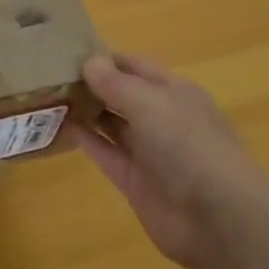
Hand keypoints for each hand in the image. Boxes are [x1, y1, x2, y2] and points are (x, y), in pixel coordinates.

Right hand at [70, 52, 268, 268]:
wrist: (218, 217)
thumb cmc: (188, 144)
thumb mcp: (151, 103)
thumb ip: (117, 84)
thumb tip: (89, 61)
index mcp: (174, 91)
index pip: (135, 66)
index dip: (106, 58)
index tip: (68, 51)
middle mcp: (162, 117)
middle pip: (123, 95)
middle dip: (93, 84)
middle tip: (49, 74)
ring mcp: (149, 152)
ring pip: (114, 125)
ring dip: (88, 112)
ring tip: (50, 97)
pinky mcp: (136, 183)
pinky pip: (108, 155)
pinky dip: (89, 142)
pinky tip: (64, 127)